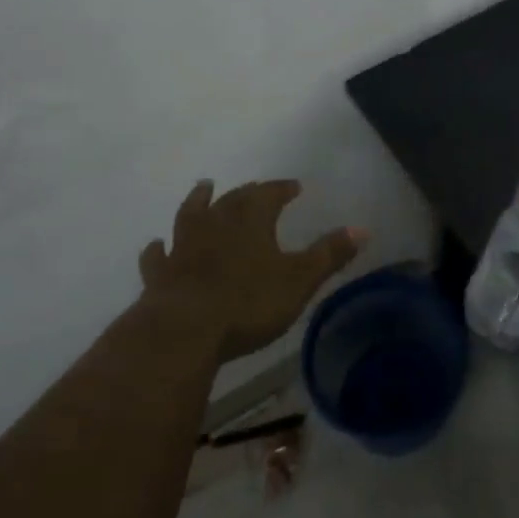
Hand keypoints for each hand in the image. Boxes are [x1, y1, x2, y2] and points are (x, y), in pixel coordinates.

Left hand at [139, 179, 364, 362]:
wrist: (185, 330)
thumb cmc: (248, 302)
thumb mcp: (300, 280)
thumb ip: (330, 254)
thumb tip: (362, 228)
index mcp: (250, 222)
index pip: (269, 195)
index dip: (282, 189)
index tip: (294, 186)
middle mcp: (215, 225)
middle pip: (232, 200)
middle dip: (246, 193)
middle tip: (254, 188)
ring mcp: (183, 248)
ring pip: (191, 215)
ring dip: (198, 201)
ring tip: (204, 188)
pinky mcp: (160, 275)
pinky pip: (158, 255)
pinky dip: (159, 248)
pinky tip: (156, 245)